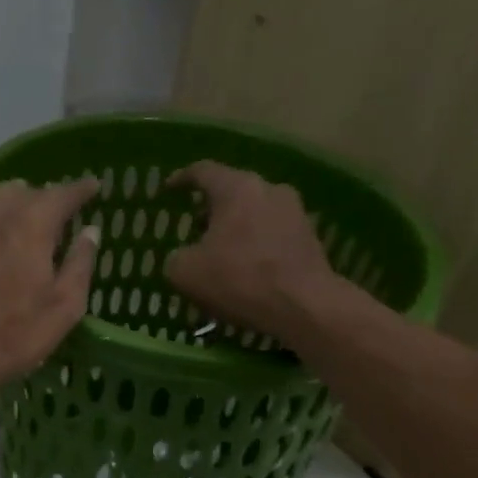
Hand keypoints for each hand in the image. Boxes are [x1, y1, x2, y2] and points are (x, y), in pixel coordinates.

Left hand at [0, 179, 100, 399]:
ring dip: (7, 198)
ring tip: (17, 207)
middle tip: (56, 213)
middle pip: (23, 193)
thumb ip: (80, 265)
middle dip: (43, 197)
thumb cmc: (12, 336)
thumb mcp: (63, 308)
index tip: (92, 187)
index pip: (61, 195)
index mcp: (32, 227)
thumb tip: (90, 232)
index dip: (80, 189)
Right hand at [164, 162, 343, 340]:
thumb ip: (176, 257)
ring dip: (236, 228)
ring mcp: (294, 212)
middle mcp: (269, 189)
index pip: (203, 171)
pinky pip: (273, 233)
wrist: (304, 306)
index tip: (168, 191)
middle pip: (233, 191)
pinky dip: (256, 244)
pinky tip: (247, 269)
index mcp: (236, 188)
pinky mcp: (309, 237)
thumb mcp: (185, 273)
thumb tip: (184, 256)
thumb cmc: (239, 280)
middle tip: (195, 229)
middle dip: (211, 209)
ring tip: (221, 254)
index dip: (181, 179)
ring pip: (255, 212)